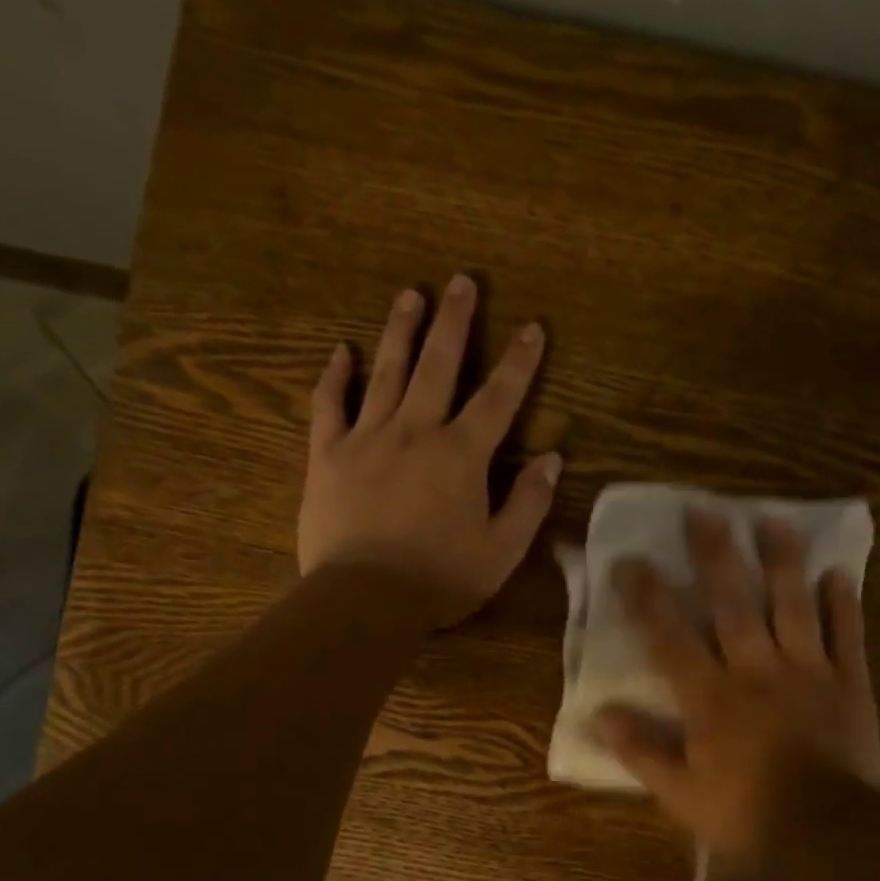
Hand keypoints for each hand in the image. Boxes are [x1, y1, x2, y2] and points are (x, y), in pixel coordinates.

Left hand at [298, 274, 561, 625]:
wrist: (364, 599)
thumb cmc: (440, 579)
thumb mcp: (501, 550)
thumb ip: (528, 502)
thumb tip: (552, 458)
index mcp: (461, 455)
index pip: (498, 398)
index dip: (520, 362)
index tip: (533, 327)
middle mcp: (416, 431)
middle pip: (438, 365)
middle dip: (454, 322)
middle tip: (462, 280)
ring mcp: (367, 438)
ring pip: (386, 372)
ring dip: (400, 330)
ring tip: (410, 293)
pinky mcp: (327, 455)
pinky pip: (329, 405)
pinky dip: (335, 376)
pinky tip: (341, 350)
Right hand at [593, 509, 879, 857]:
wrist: (827, 832)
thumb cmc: (746, 813)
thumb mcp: (680, 793)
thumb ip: (640, 751)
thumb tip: (599, 715)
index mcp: (711, 696)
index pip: (671, 637)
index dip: (648, 598)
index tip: (630, 561)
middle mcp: (756, 669)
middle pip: (733, 603)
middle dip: (715, 557)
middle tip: (704, 512)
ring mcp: (807, 671)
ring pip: (792, 606)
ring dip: (782, 562)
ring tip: (774, 521)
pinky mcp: (849, 683)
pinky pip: (847, 636)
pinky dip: (844, 605)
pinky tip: (839, 574)